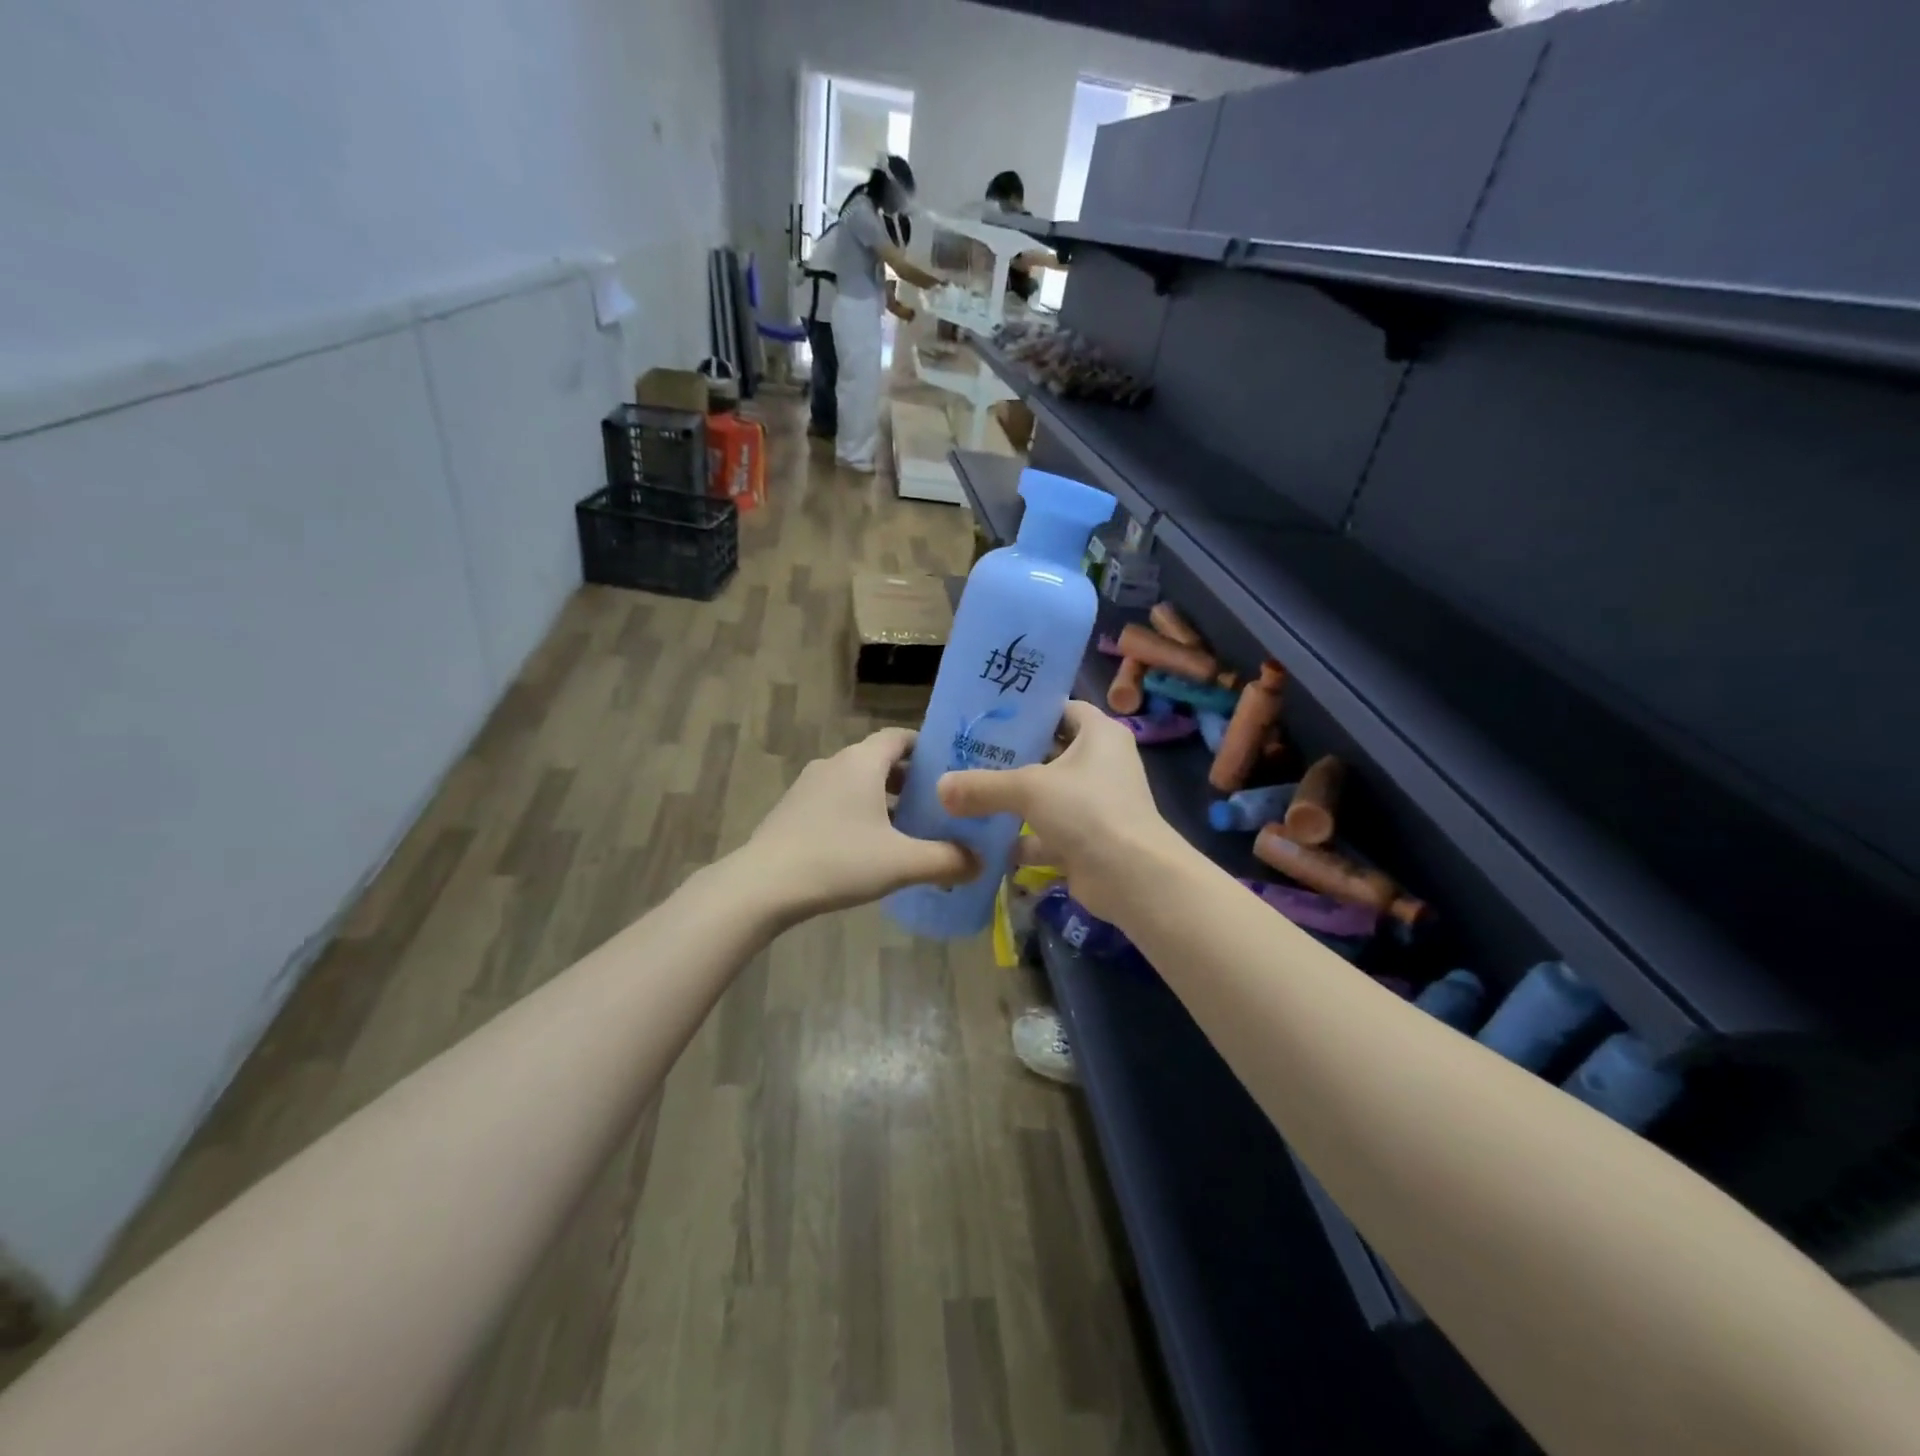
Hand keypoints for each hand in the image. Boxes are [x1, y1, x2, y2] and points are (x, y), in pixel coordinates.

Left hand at [737, 728, 976, 923]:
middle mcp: (835, 763)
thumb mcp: (901, 862)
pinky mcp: (793, 810)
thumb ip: (947, 860)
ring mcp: (808, 786)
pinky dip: (859, 814)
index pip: (900, 737)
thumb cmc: (838, 861)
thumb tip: (981, 863)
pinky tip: (869, 848)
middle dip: (910, 781)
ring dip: (884, 800)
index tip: (952, 771)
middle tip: (939, 806)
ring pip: (857, 783)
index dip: (928, 749)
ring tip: (909, 830)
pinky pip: (837, 801)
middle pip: (880, 761)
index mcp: (862, 761)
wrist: (762, 886)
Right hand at [936, 701, 1180, 923]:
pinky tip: (984, 841)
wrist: (1131, 877)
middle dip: (1012, 758)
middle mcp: (1101, 765)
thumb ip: (982, 786)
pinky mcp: (1087, 840)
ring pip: (1047, 796)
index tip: (991, 716)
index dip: (1030, 711)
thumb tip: (940, 787)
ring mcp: (1096, 805)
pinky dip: (1021, 839)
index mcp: (1100, 735)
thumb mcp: (1028, 789)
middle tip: (968, 755)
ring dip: (1013, 801)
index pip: (1063, 710)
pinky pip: (1047, 833)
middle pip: (1050, 753)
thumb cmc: (1087, 810)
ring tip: (967, 795)